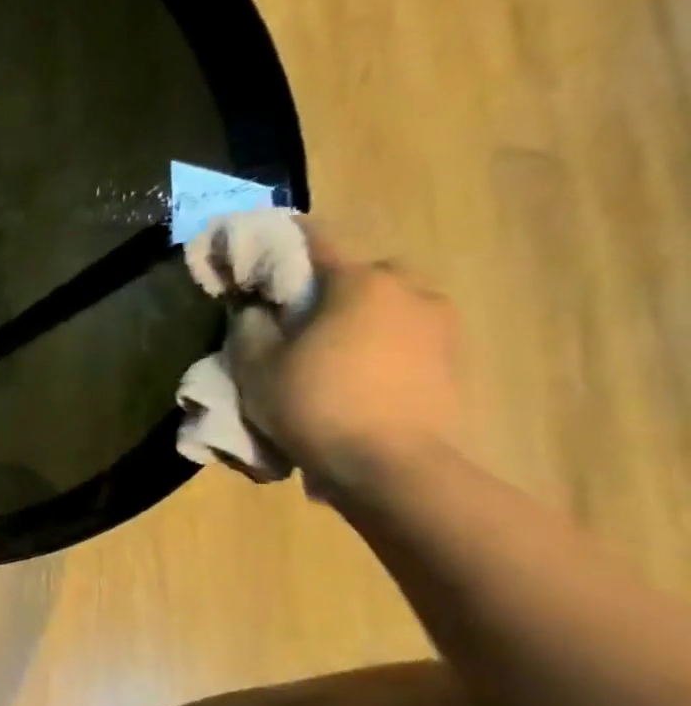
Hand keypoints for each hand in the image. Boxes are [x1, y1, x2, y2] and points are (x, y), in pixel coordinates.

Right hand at [230, 224, 461, 489]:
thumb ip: (250, 327)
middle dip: (334, 287)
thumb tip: (256, 310)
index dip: (282, 239)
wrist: (392, 466)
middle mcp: (410, 292)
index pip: (316, 241)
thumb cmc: (316, 403)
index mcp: (360, 283)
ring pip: (392, 307)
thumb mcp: (256, 365)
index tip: (258, 245)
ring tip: (331, 351)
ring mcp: (442, 327)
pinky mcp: (455, 363)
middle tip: (301, 315)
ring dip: (363, 319)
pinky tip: (360, 376)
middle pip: (365, 274)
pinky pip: (410, 339)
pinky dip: (384, 347)